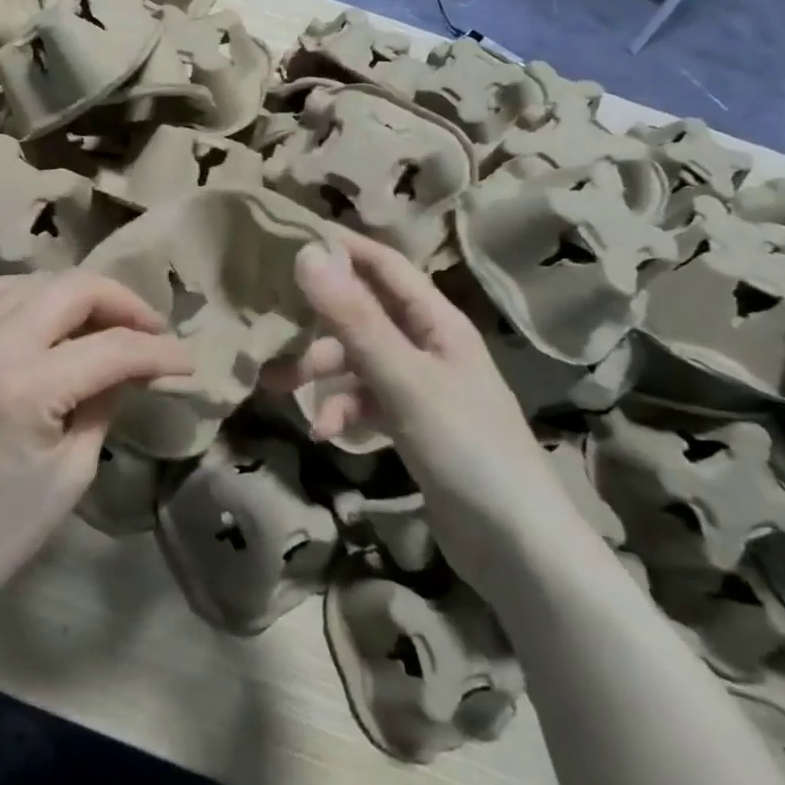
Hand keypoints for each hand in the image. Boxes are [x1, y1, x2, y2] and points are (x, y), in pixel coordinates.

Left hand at [0, 271, 193, 619]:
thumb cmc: (4, 529)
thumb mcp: (73, 470)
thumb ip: (105, 401)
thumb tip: (134, 364)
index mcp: (25, 387)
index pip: (111, 348)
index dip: (159, 350)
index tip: (187, 360)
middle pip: (72, 289)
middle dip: (123, 303)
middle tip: (151, 331)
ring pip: (32, 281)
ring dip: (77, 294)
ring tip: (104, 323)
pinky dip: (27, 294)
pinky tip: (45, 314)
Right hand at [263, 232, 576, 556]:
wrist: (515, 546)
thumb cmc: (464, 447)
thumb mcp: (403, 379)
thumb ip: (354, 319)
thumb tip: (308, 254)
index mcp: (438, 321)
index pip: (384, 265)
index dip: (341, 248)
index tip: (288, 238)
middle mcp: (429, 345)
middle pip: (363, 316)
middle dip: (316, 325)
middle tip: (269, 332)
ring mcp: (421, 387)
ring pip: (358, 362)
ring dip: (321, 374)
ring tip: (280, 391)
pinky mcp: (413, 425)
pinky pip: (366, 402)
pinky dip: (343, 411)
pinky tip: (325, 433)